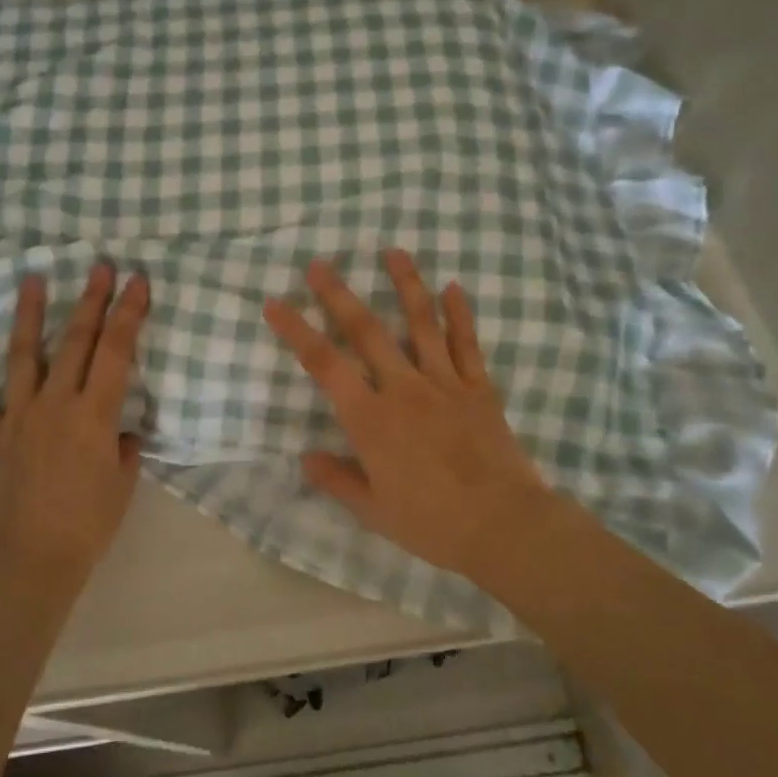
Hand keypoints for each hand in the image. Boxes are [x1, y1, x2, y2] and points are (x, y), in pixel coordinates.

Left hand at [0, 261, 149, 590]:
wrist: (30, 562)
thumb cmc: (88, 525)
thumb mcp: (124, 483)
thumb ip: (122, 447)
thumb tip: (117, 432)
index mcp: (94, 414)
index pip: (116, 351)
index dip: (129, 313)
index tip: (137, 281)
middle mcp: (55, 404)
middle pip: (75, 341)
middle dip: (90, 300)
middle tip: (98, 265)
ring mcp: (18, 417)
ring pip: (23, 355)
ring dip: (29, 314)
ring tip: (32, 279)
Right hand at [263, 249, 556, 580]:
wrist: (502, 525)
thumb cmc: (431, 523)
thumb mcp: (373, 511)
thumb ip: (337, 479)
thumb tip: (305, 457)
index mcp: (371, 418)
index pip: (324, 364)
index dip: (296, 330)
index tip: (275, 303)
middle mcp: (403, 389)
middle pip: (366, 331)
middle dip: (339, 294)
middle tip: (320, 263)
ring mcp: (444, 383)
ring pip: (422, 322)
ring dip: (406, 284)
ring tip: (394, 251)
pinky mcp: (479, 387)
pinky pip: (467, 343)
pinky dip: (460, 313)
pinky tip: (454, 287)